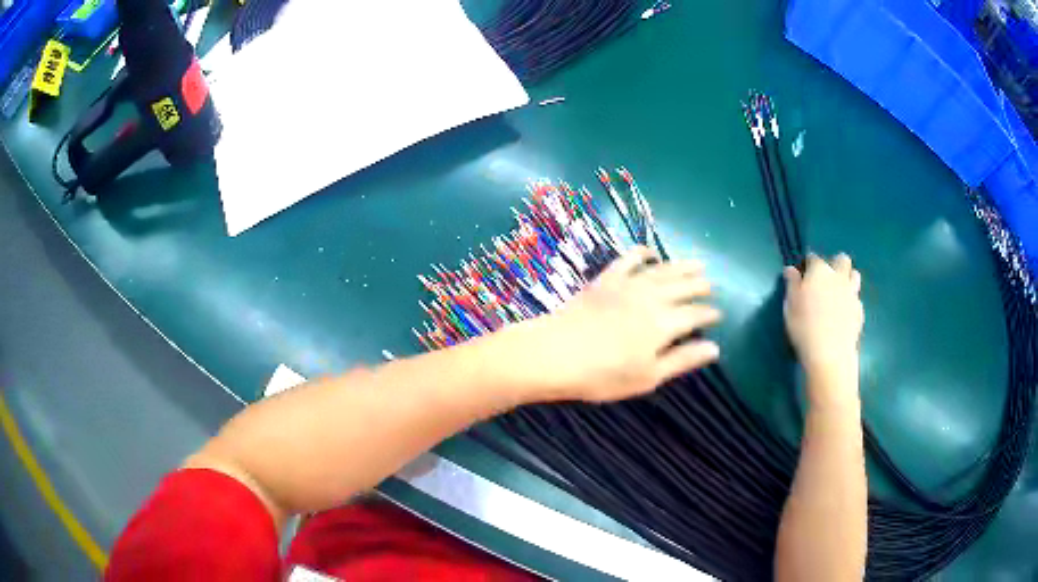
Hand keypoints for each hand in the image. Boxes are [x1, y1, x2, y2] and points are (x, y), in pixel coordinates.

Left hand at [504, 246, 721, 402]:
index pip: (695, 314)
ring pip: (662, 270)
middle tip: (711, 285)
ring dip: (682, 266)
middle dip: (700, 286)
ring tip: (697, 264)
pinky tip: (651, 252)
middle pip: (683, 287)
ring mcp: (627, 284)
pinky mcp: (605, 279)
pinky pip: (628, 259)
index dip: (709, 314)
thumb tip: (714, 348)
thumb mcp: (648, 376)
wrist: (554, 353)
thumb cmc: (603, 374)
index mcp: (665, 323)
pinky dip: (642, 253)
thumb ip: (682, 360)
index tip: (718, 314)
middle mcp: (651, 297)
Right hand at [783, 254, 863, 375]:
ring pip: (854, 275)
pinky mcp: (860, 311)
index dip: (807, 264)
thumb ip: (792, 284)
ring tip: (838, 294)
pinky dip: (850, 301)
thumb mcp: (790, 305)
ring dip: (847, 279)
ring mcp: (852, 293)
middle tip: (825, 280)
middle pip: (842, 260)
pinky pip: (856, 299)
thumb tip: (791, 269)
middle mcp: (838, 277)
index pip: (813, 258)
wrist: (830, 354)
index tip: (802, 276)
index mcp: (819, 271)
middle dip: (835, 264)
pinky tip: (843, 315)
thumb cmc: (804, 327)